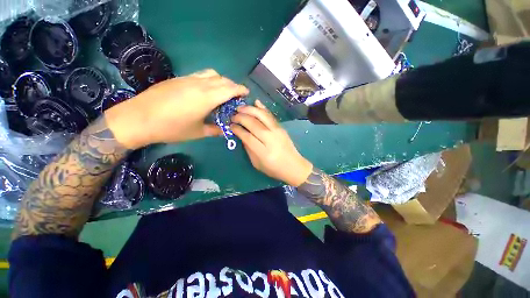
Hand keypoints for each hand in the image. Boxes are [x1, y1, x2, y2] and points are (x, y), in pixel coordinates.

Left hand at [105, 69, 248, 148]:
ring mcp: (188, 79)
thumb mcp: (198, 132)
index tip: (247, 93)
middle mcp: (200, 84)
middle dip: (233, 86)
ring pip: (211, 74)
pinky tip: (206, 91)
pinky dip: (209, 80)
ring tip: (222, 92)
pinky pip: (200, 75)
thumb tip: (225, 130)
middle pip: (223, 79)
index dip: (241, 89)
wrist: (139, 118)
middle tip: (236, 96)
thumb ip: (215, 130)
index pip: (230, 88)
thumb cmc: (172, 128)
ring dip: (221, 81)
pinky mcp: (179, 79)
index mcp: (207, 97)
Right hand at [231, 100, 312, 186]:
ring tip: (240, 108)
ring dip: (249, 109)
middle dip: (240, 117)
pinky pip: (270, 115)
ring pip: (262, 116)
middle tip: (233, 116)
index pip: (247, 136)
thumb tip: (242, 134)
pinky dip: (262, 108)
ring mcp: (277, 131)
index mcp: (263, 151)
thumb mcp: (257, 163)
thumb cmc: (274, 168)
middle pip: (253, 123)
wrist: (294, 166)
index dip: (237, 129)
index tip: (231, 125)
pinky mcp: (281, 127)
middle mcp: (270, 138)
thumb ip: (248, 148)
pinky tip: (255, 102)